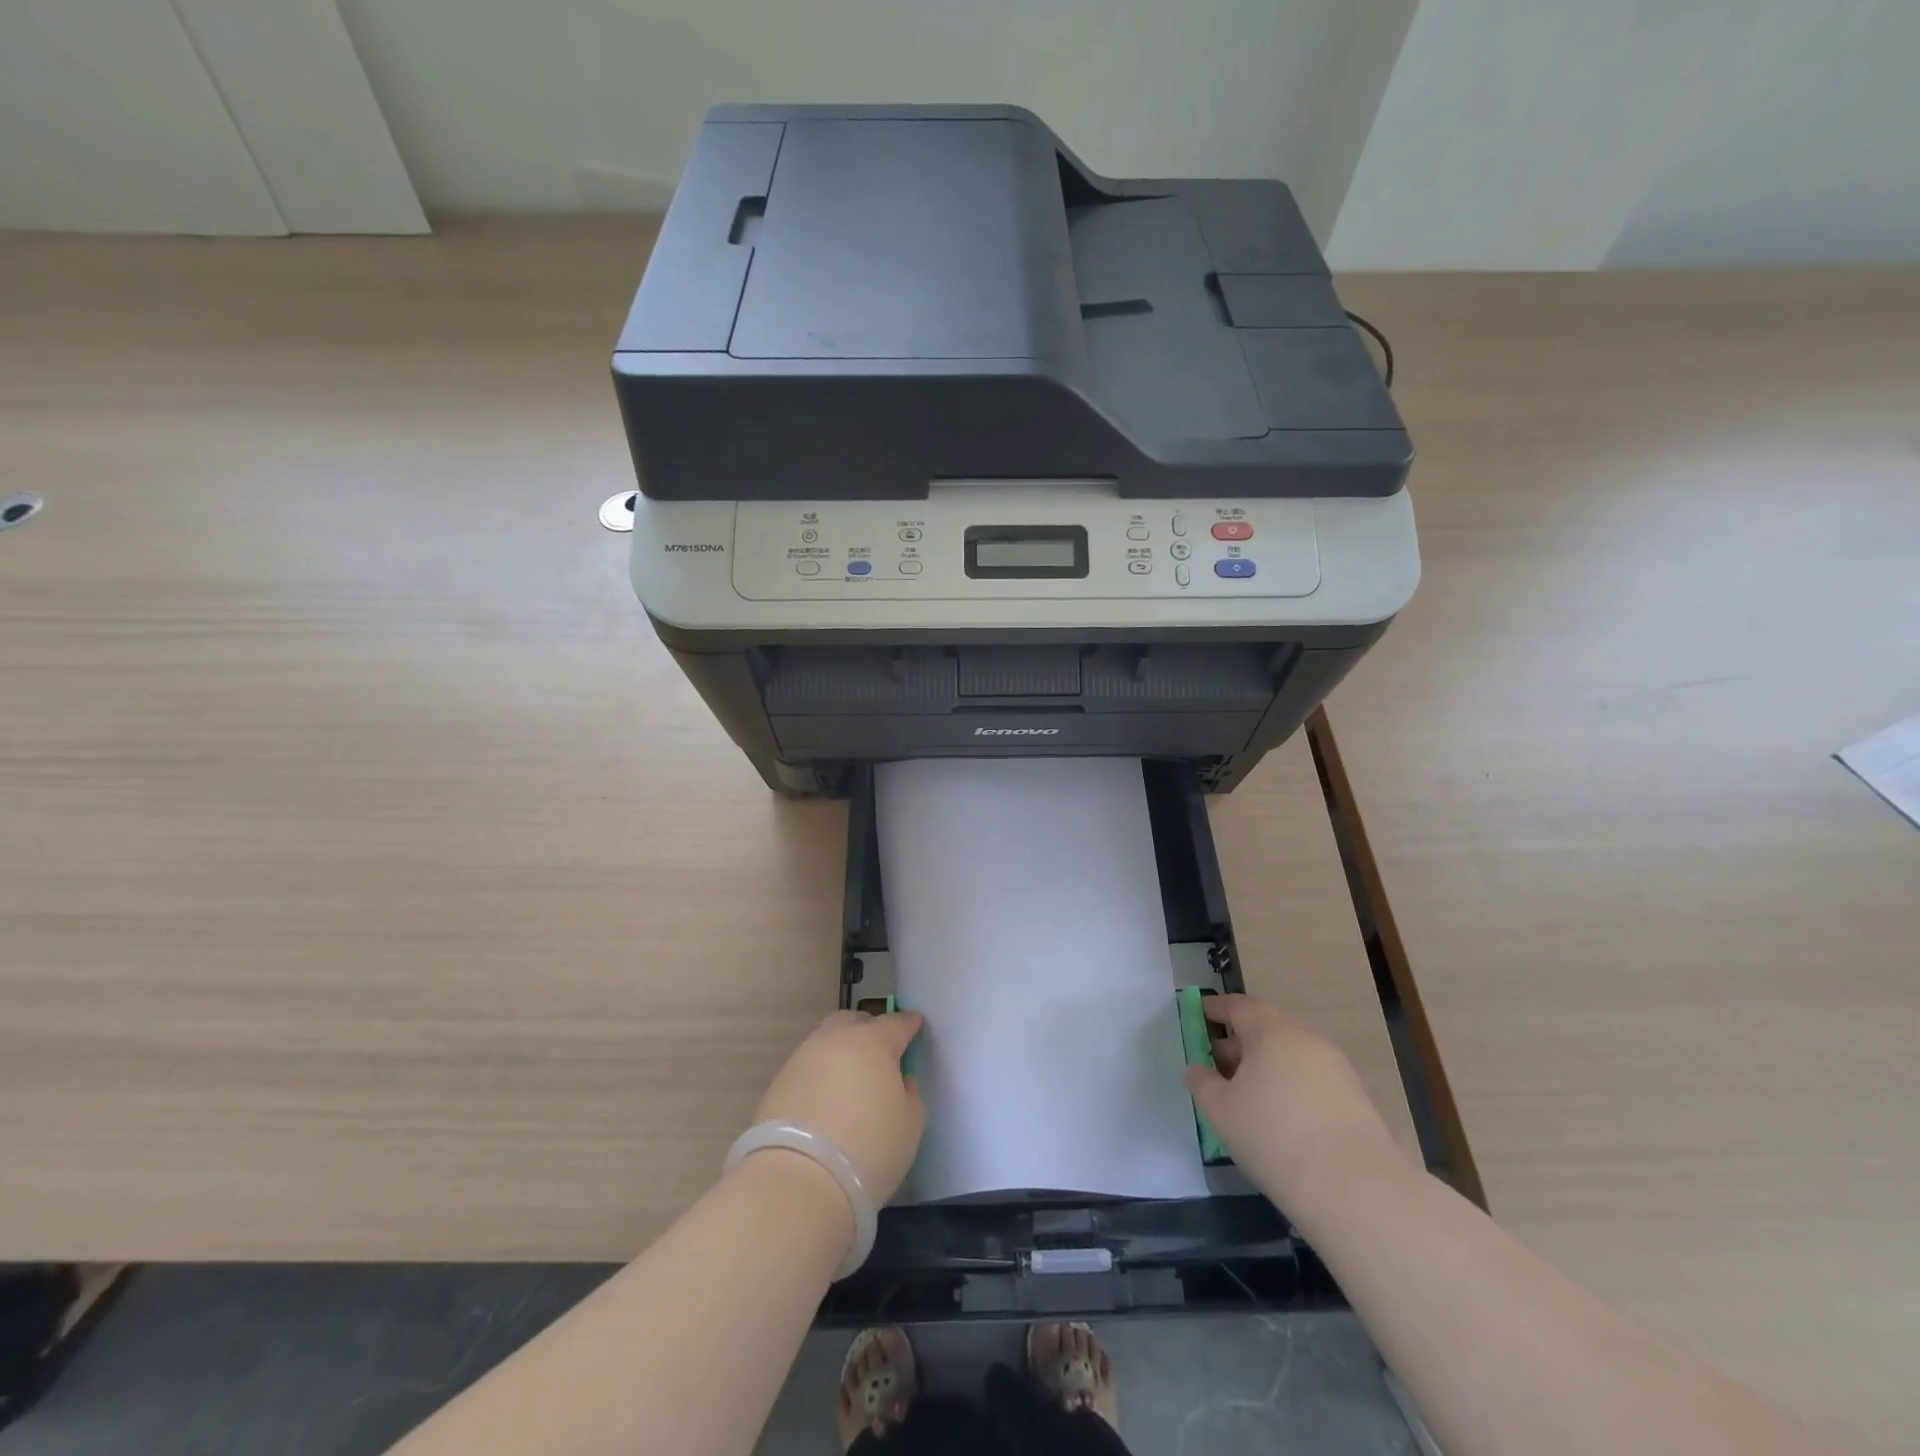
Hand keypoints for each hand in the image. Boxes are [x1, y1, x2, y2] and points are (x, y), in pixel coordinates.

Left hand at [752, 1011, 925, 1203]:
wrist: (798, 1179)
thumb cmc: (869, 1147)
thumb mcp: (909, 1125)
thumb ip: (909, 1095)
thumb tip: (900, 1081)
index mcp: (874, 1042)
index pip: (897, 1023)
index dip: (909, 1024)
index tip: (915, 1025)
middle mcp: (836, 1039)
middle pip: (854, 1022)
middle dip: (867, 1030)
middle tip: (878, 1053)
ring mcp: (803, 1058)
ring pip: (825, 1043)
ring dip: (839, 1054)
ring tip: (847, 1081)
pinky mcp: (778, 1083)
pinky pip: (806, 1069)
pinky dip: (818, 1078)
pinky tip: (823, 1102)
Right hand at [1183, 994, 1407, 1220]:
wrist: (1356, 1190)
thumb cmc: (1273, 1136)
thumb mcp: (1221, 1111)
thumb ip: (1202, 1083)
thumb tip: (1196, 1069)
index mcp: (1271, 1033)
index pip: (1239, 1006)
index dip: (1217, 1009)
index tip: (1200, 1014)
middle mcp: (1306, 1041)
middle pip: (1267, 1031)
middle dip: (1240, 1043)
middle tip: (1218, 1065)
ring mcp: (1337, 1070)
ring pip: (1292, 1058)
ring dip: (1267, 1069)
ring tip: (1248, 1098)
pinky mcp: (1357, 1101)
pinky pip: (1312, 1082)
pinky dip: (1291, 1089)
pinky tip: (1282, 1121)